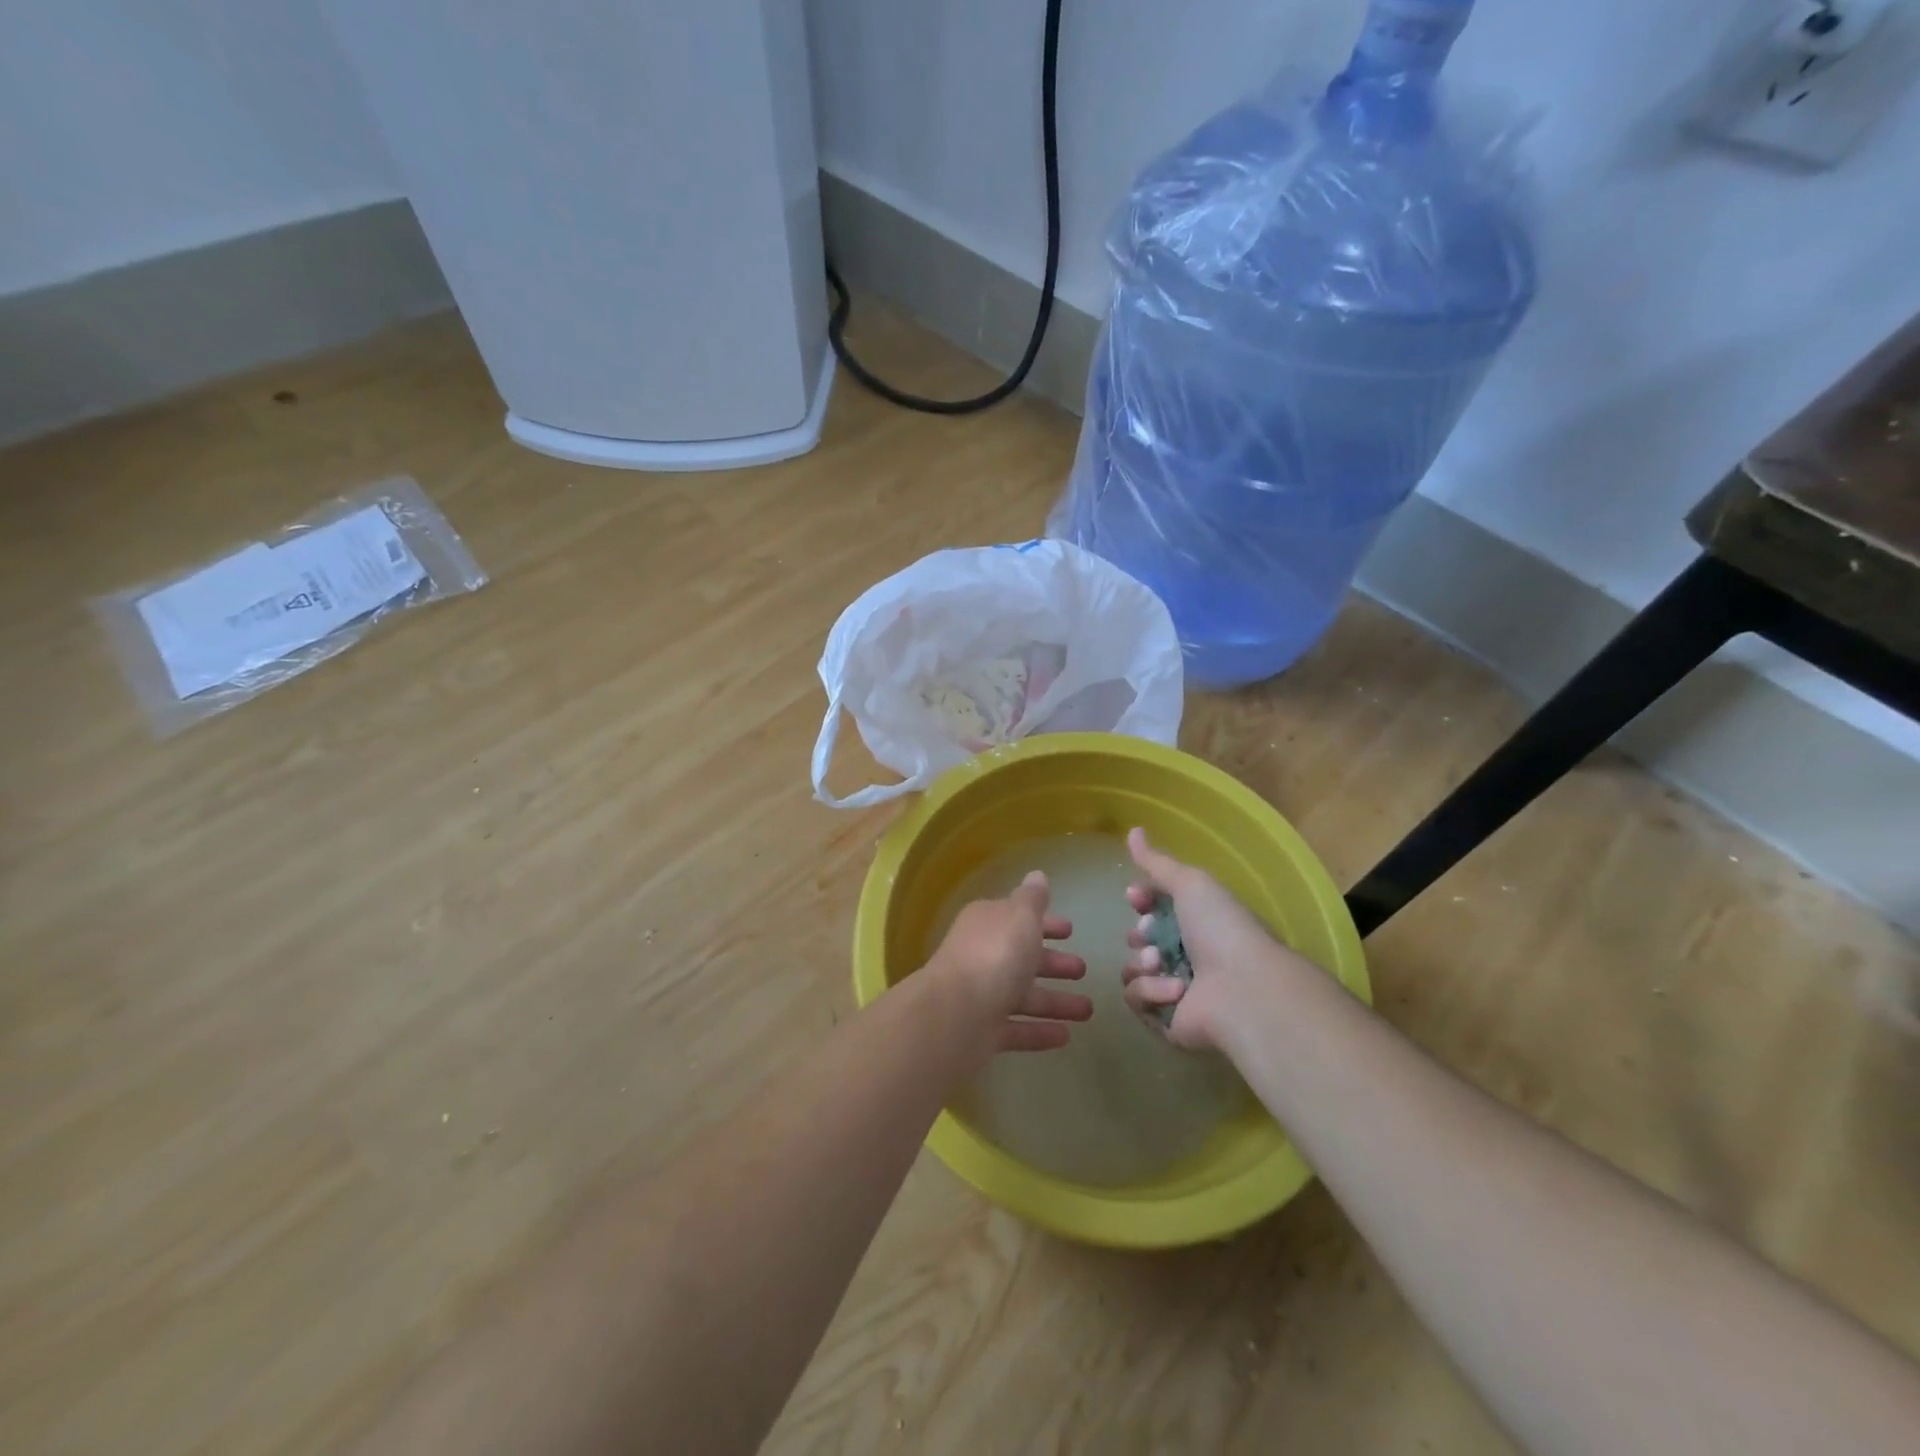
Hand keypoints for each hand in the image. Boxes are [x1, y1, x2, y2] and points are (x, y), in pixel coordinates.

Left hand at [927, 872, 1090, 1056]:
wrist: (957, 1014)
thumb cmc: (996, 955)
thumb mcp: (1020, 917)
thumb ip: (1033, 899)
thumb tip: (1037, 875)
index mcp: (986, 923)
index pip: (1017, 918)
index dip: (1044, 923)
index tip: (1070, 930)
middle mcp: (981, 955)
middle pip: (1020, 957)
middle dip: (1052, 963)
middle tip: (1082, 969)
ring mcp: (980, 995)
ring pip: (1022, 996)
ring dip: (1054, 1001)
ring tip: (1088, 1010)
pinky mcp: (982, 1031)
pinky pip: (1017, 1029)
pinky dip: (1039, 1031)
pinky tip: (1066, 1035)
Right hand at [1122, 827, 1300, 1050]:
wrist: (1243, 990)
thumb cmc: (1221, 929)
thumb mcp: (1191, 883)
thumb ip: (1157, 862)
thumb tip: (1133, 830)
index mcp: (1198, 922)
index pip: (1155, 907)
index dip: (1141, 899)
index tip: (1136, 896)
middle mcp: (1188, 955)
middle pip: (1140, 939)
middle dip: (1140, 934)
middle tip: (1150, 934)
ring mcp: (1176, 989)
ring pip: (1133, 969)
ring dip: (1142, 962)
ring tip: (1161, 962)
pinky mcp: (1166, 1020)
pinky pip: (1138, 999)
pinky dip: (1151, 991)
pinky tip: (1175, 990)